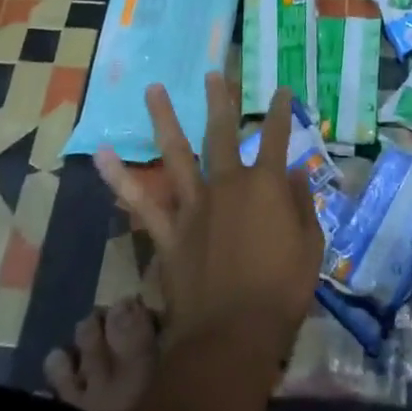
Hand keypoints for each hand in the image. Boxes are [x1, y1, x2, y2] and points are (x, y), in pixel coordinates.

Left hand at [97, 75, 322, 366]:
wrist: (232, 336)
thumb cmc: (281, 293)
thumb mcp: (310, 247)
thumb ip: (301, 205)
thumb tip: (292, 173)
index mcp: (265, 186)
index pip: (276, 137)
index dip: (280, 112)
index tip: (280, 90)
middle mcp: (227, 184)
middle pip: (222, 133)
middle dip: (220, 100)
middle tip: (213, 74)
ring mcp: (193, 205)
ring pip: (176, 153)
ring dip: (164, 119)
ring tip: (152, 89)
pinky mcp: (168, 232)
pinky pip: (140, 201)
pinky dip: (119, 178)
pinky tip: (102, 155)